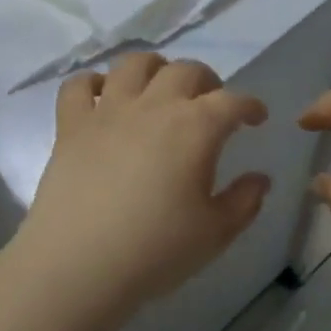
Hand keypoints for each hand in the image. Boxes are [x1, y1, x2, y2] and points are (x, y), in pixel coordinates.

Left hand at [12, 53, 270, 321]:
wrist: (79, 265)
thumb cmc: (156, 251)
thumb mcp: (215, 233)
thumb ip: (244, 201)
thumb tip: (260, 179)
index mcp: (195, 128)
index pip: (232, 101)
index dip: (250, 105)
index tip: (257, 117)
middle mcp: (154, 106)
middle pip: (185, 71)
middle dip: (207, 81)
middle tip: (211, 102)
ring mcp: (108, 111)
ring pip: (133, 64)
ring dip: (154, 67)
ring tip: (160, 86)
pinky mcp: (71, 126)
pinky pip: (78, 86)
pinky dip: (92, 83)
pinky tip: (102, 96)